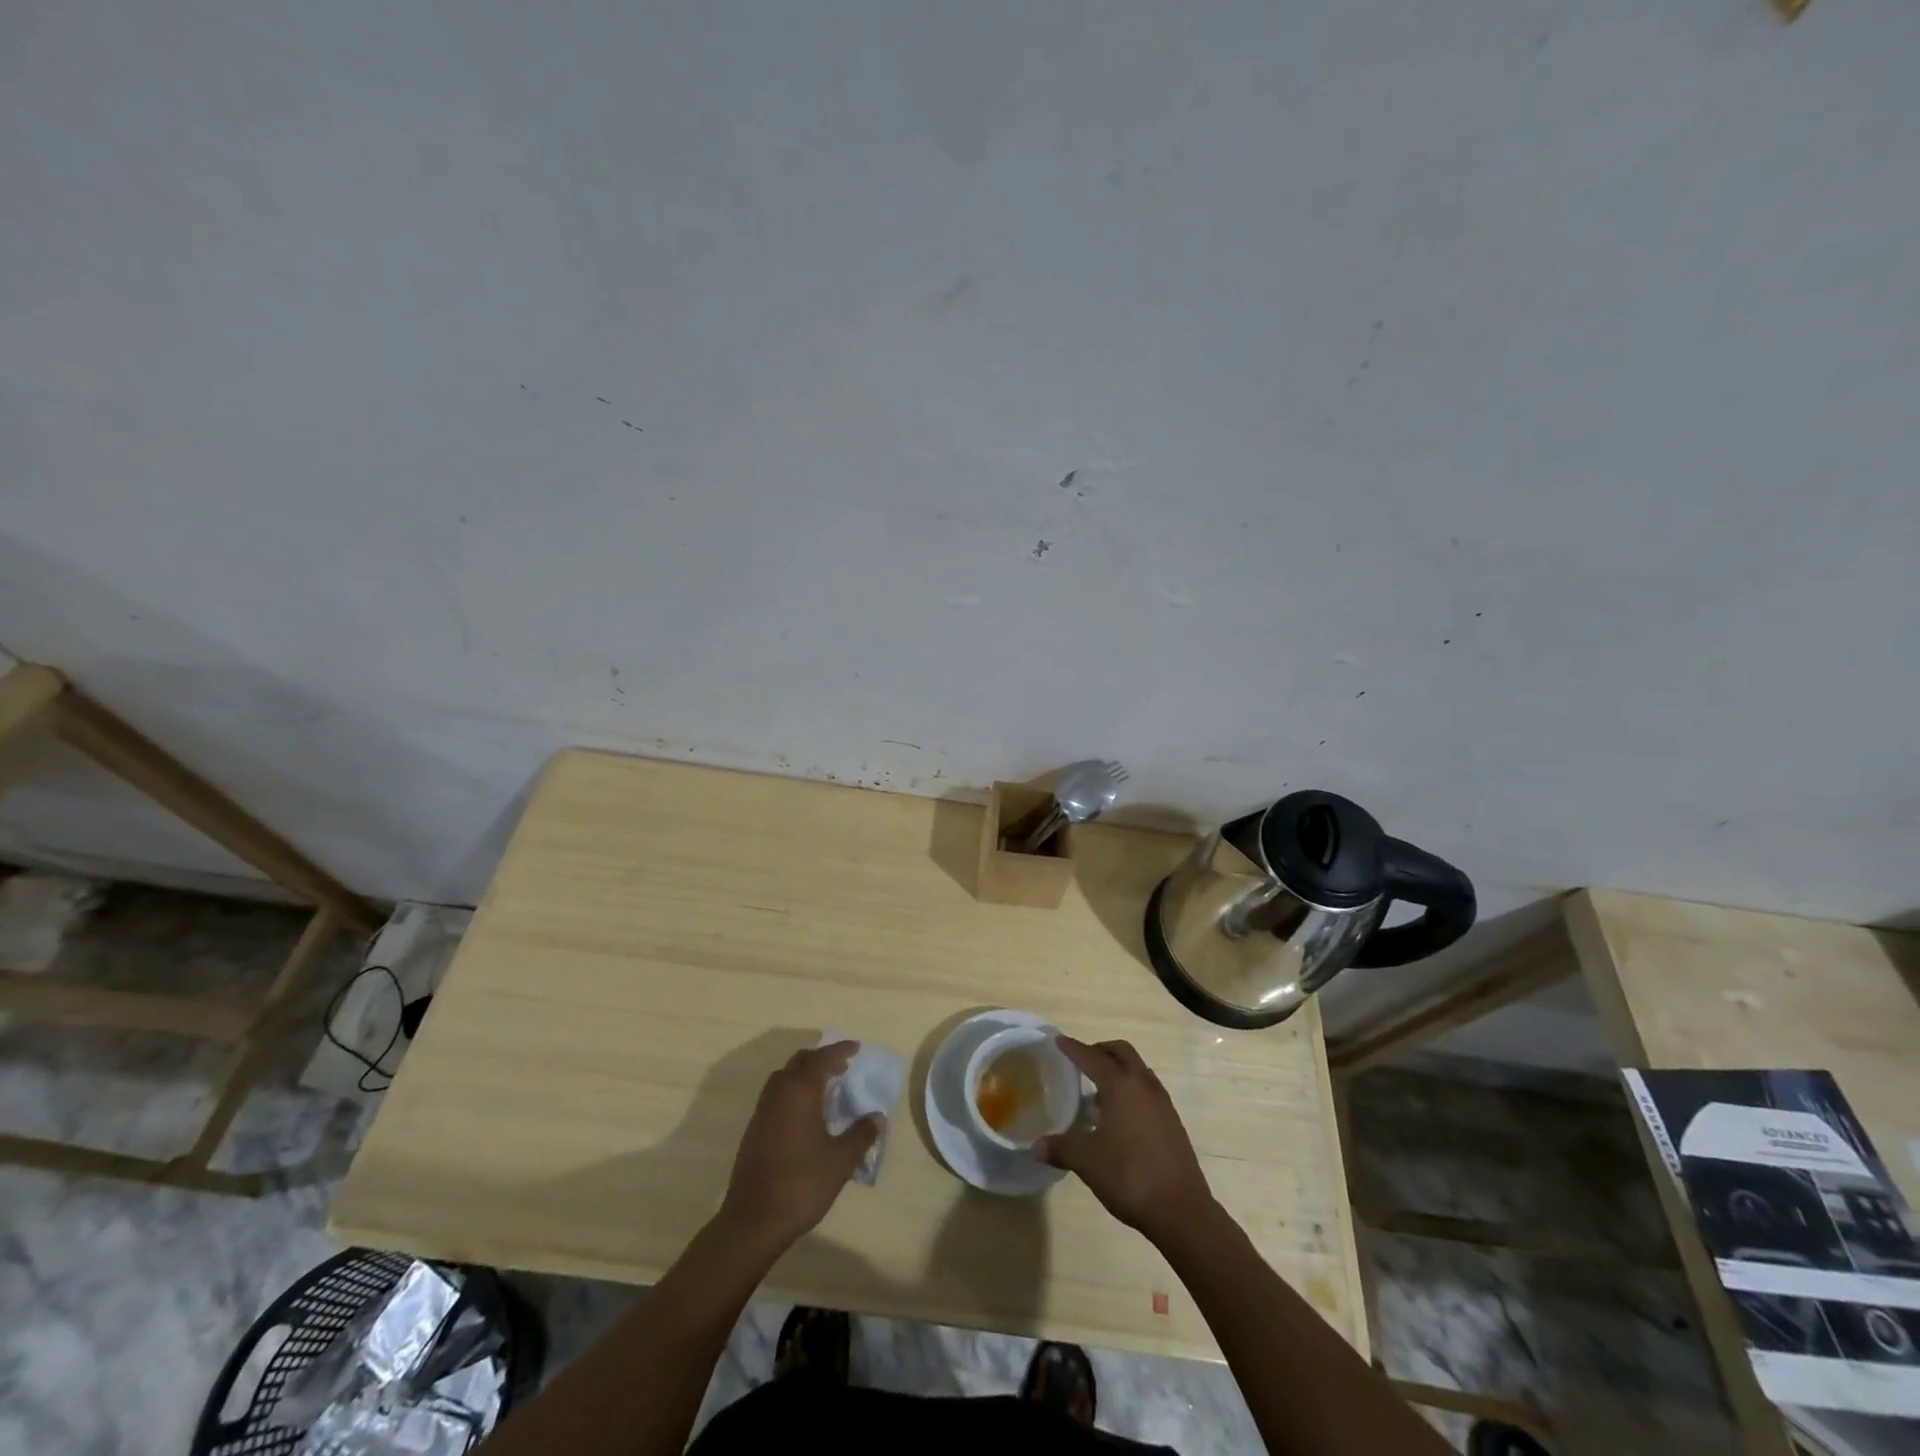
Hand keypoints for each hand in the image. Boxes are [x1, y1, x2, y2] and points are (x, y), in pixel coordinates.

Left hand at [721, 1041, 878, 1251]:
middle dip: (821, 1059)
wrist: (753, 1220)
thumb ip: (862, 1134)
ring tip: (825, 1086)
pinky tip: (805, 1113)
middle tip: (842, 1065)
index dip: (840, 1050)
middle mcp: (779, 1093)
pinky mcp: (754, 1129)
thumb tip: (878, 1117)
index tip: (856, 1048)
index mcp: (800, 1091)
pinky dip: (793, 1091)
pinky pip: (777, 1095)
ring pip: (785, 1077)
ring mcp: (763, 1111)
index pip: (823, 1059)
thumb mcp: (841, 1160)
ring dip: (805, 1074)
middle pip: (800, 1061)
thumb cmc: (801, 1183)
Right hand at [1036, 1036, 1214, 1244]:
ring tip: (1097, 1092)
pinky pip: (1147, 1090)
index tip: (1059, 1040)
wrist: (1182, 1210)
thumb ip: (1060, 1148)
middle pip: (1121, 1053)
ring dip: (1118, 1070)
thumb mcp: (1087, 1162)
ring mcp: (1162, 1102)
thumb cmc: (1130, 1176)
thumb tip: (1035, 1147)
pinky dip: (1131, 1089)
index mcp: (1121, 1085)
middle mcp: (1143, 1085)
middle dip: (1100, 1051)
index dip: (1073, 1048)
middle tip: (1081, 1061)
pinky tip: (1119, 1117)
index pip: (1092, 1057)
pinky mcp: (1172, 1121)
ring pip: (1138, 1070)